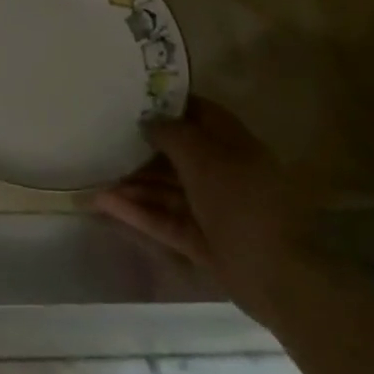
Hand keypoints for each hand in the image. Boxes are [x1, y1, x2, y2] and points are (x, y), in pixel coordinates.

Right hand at [95, 98, 325, 326]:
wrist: (280, 275)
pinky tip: (103, 203)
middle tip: (104, 137)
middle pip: (178, 154)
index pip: (199, 114)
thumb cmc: (242, 201)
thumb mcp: (204, 157)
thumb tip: (148, 121)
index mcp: (233, 144)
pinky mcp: (201, 240)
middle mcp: (223, 172)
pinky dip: (136, 212)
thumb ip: (172, 134)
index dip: (169, 104)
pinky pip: (163, 219)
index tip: (133, 98)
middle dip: (142, 147)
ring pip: (166, 189)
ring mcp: (212, 209)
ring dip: (133, 182)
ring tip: (94, 175)